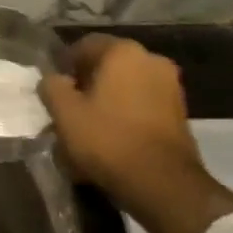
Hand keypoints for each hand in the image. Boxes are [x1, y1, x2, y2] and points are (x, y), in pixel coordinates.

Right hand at [40, 35, 232, 232]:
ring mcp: (170, 87)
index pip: (84, 46)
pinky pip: (143, 107)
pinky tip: (112, 142)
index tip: (56, 92)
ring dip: (108, 104)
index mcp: (123, 51)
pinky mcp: (180, 115)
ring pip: (126, 89)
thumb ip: (52, 87)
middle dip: (88, 87)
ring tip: (91, 132)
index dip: (66, 67)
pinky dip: (126, 118)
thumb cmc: (110, 140)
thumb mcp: (65, 113)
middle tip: (71, 112)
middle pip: (107, 67)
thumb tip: (53, 80)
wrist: (166, 186)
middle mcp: (150, 59)